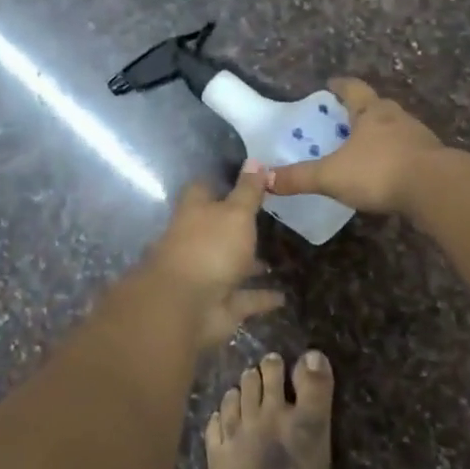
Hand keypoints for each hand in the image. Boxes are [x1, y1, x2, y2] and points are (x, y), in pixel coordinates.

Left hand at [144, 161, 284, 347]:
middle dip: (238, 226)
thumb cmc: (210, 248)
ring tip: (279, 257)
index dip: (222, 181)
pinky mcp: (219, 304)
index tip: (247, 178)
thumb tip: (255, 160)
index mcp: (194, 212)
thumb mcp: (236, 212)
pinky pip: (244, 298)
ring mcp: (207, 274)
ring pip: (232, 264)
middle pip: (217, 228)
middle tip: (270, 218)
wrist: (185, 308)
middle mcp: (197, 241)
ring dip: (250, 263)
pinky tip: (283, 296)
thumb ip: (247, 191)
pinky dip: (261, 297)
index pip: (204, 188)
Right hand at [267, 78, 445, 214]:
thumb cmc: (379, 171)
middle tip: (345, 119)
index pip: (353, 89)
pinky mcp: (433, 159)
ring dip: (381, 134)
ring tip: (365, 147)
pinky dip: (396, 157)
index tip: (331, 84)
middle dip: (361, 111)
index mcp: (371, 112)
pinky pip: (409, 152)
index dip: (340, 85)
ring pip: (395, 129)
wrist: (435, 189)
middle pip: (377, 106)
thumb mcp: (331, 176)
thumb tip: (263, 179)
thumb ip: (298, 177)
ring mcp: (419, 137)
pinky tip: (388, 172)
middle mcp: (396, 117)